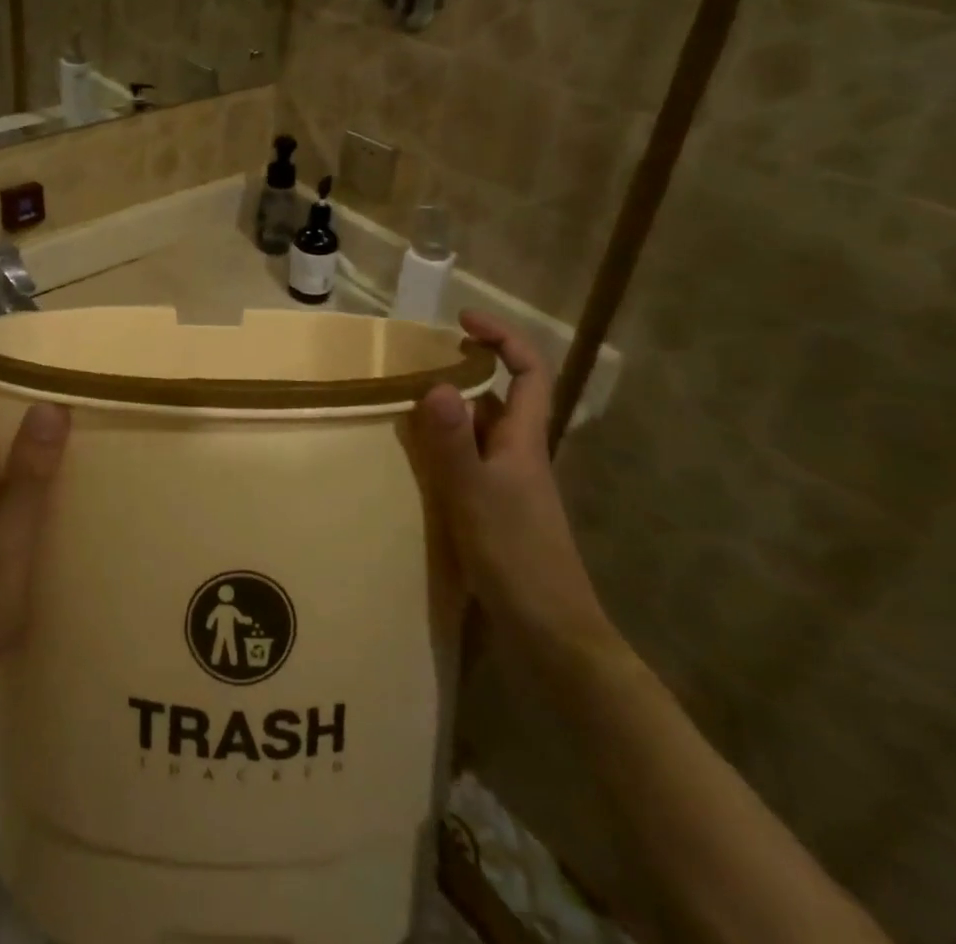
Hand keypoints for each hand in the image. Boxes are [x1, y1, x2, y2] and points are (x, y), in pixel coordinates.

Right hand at [408, 312, 621, 681]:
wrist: (552, 635)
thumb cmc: (517, 559)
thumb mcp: (475, 495)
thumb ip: (453, 442)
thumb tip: (437, 383)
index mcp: (525, 442)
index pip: (529, 372)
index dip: (503, 338)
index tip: (463, 320)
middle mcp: (520, 454)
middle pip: (501, 396)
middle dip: (466, 369)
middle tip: (417, 361)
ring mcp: (510, 483)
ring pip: (481, 429)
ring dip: (449, 410)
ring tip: (403, 403)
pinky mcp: (497, 509)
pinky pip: (469, 460)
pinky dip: (444, 447)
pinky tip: (415, 461)